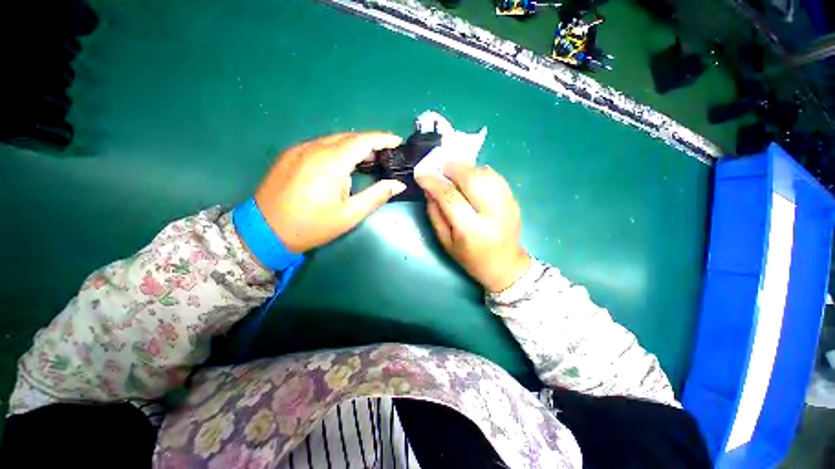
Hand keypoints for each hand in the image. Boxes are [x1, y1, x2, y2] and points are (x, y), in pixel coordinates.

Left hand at [254, 132, 405, 252]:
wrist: (265, 231)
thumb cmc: (312, 226)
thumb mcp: (350, 214)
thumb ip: (376, 196)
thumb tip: (398, 184)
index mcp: (330, 163)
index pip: (362, 141)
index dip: (382, 139)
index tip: (397, 141)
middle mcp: (314, 149)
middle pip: (349, 137)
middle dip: (370, 142)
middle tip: (385, 154)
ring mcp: (299, 150)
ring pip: (334, 139)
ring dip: (353, 146)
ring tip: (368, 159)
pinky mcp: (290, 155)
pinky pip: (320, 145)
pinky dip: (337, 149)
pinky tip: (343, 163)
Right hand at [417, 162, 530, 292]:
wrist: (504, 265)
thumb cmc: (470, 258)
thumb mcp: (446, 242)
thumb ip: (435, 214)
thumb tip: (428, 189)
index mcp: (472, 230)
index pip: (450, 197)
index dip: (433, 183)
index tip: (421, 175)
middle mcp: (492, 214)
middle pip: (472, 179)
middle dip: (452, 169)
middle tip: (439, 168)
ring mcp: (507, 205)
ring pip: (485, 174)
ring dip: (466, 168)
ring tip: (454, 172)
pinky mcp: (514, 200)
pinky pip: (496, 176)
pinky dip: (480, 172)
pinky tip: (471, 177)